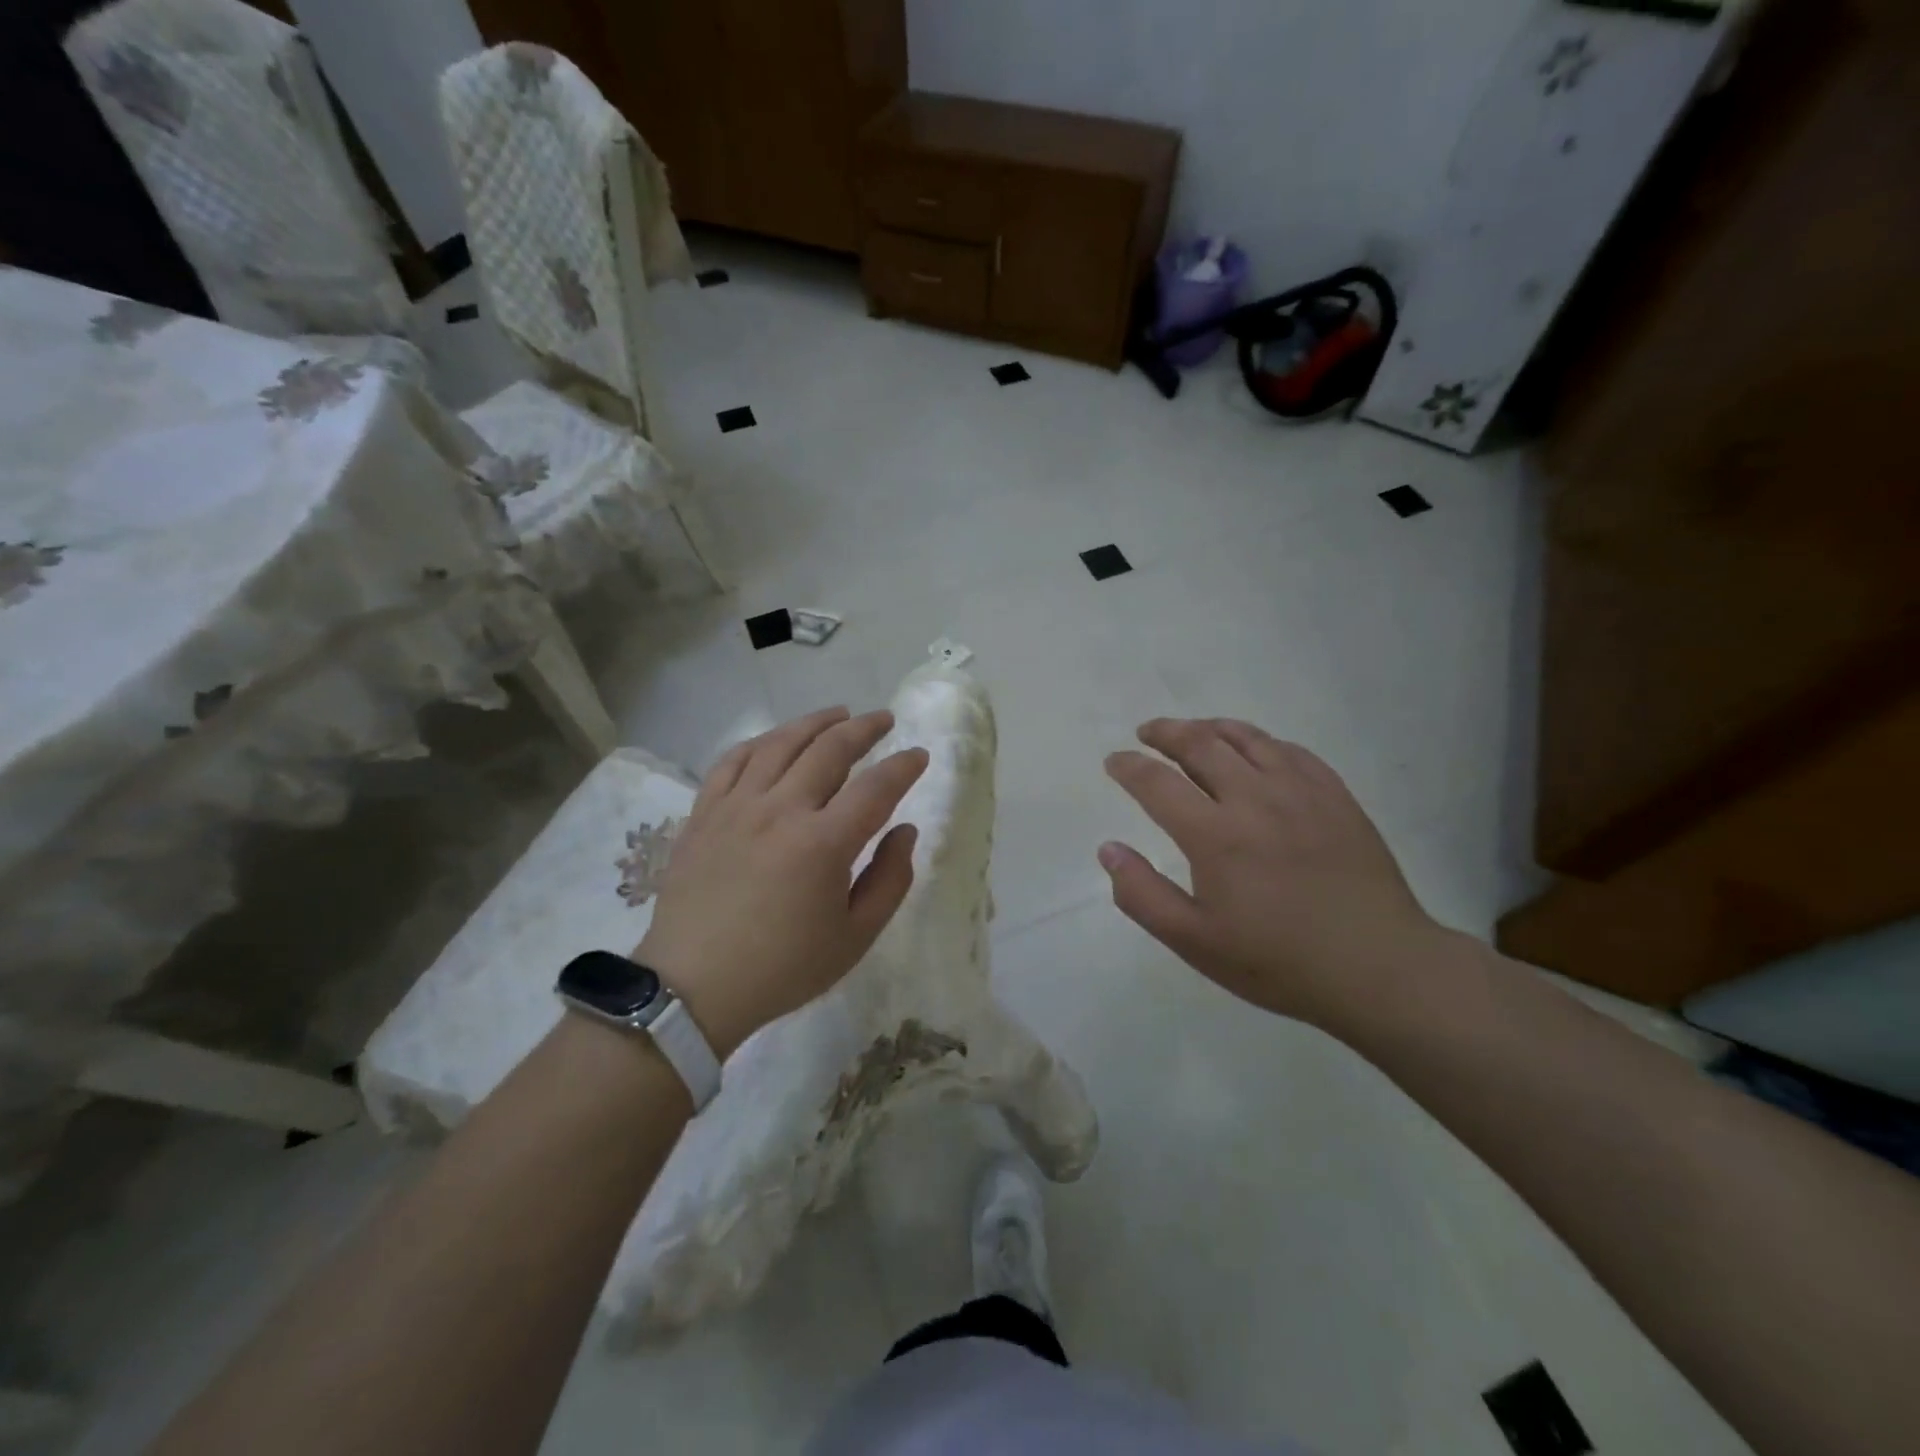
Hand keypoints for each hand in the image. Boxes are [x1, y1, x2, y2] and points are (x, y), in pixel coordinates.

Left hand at [637, 707, 928, 1058]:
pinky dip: (760, 742)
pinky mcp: (704, 813)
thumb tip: (904, 830)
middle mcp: (781, 810)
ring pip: (780, 743)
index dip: (903, 766)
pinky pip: (733, 760)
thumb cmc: (782, 968)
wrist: (693, 987)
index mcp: (824, 843)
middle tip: (883, 720)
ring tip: (838, 714)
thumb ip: (890, 879)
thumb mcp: (855, 938)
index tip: (918, 755)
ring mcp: (737, 806)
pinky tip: (776, 740)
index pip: (876, 787)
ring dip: (815, 722)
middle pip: (829, 749)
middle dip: (864, 728)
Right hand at [1100, 718, 1444, 1031]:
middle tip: (1146, 733)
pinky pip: (1290, 750)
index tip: (1114, 762)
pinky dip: (1260, 741)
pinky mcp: (1336, 796)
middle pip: (1200, 744)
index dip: (1129, 767)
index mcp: (1214, 835)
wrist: (1379, 968)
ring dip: (1210, 727)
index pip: (1157, 782)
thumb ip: (1142, 895)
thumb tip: (1108, 850)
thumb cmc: (1278, 961)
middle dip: (1165, 733)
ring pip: (1246, 738)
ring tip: (1192, 730)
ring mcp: (1300, 792)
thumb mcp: (1195, 942)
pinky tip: (1254, 750)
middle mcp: (1254, 799)